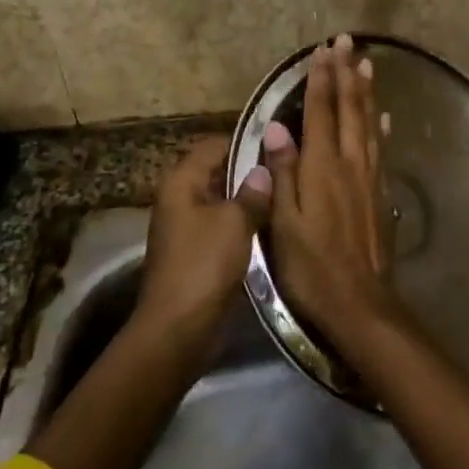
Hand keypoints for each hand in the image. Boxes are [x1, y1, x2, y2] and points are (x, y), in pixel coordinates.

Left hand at [138, 135, 272, 352]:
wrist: (179, 327)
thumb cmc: (204, 264)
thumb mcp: (234, 222)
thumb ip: (252, 192)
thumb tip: (264, 170)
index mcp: (181, 181)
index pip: (214, 144)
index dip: (245, 141)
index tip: (279, 141)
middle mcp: (180, 198)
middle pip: (218, 172)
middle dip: (251, 171)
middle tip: (289, 168)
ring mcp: (187, 227)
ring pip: (223, 201)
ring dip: (249, 200)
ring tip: (287, 194)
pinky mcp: (197, 252)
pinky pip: (223, 226)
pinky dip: (243, 224)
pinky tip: (272, 226)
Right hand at [264, 35, 400, 350]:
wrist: (358, 301)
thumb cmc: (311, 264)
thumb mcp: (283, 221)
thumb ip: (282, 171)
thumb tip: (277, 126)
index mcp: (321, 167)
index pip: (321, 112)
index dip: (320, 79)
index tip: (321, 50)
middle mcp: (349, 163)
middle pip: (349, 109)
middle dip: (346, 73)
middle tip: (347, 42)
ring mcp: (369, 177)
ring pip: (368, 123)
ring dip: (366, 91)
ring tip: (366, 64)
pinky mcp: (379, 194)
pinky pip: (380, 149)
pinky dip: (380, 127)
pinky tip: (383, 118)